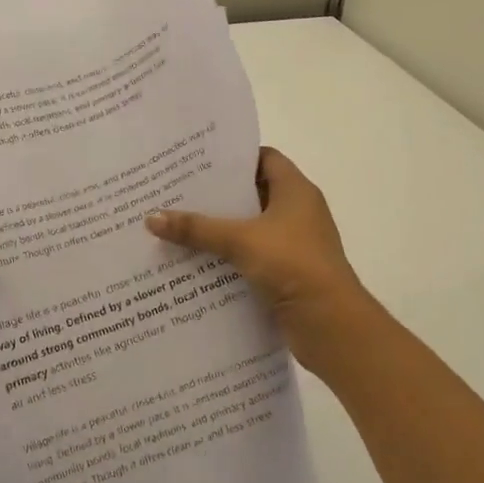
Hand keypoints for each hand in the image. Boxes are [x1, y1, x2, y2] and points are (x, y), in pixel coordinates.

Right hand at [146, 147, 381, 386]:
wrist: (331, 324)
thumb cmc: (292, 265)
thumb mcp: (240, 241)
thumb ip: (197, 228)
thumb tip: (152, 218)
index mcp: (296, 191)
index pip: (264, 159)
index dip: (234, 157)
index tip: (198, 161)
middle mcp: (298, 212)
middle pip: (253, 194)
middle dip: (218, 195)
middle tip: (177, 192)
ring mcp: (294, 245)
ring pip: (250, 228)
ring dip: (220, 230)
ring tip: (178, 225)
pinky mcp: (287, 274)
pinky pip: (251, 257)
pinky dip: (228, 257)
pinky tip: (195, 261)